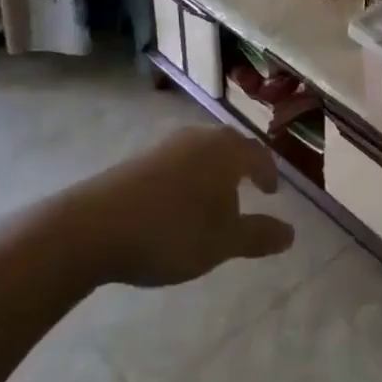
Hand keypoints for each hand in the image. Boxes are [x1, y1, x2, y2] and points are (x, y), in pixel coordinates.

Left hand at [54, 127, 296, 288]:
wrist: (90, 228)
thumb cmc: (170, 232)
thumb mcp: (222, 243)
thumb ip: (258, 236)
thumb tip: (291, 233)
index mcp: (226, 151)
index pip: (258, 154)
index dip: (269, 173)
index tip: (271, 192)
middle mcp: (200, 138)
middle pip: (229, 147)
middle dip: (241, 168)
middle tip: (246, 190)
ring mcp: (165, 145)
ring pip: (201, 153)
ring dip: (211, 173)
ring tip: (210, 200)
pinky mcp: (137, 159)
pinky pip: (175, 163)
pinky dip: (185, 178)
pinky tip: (175, 204)